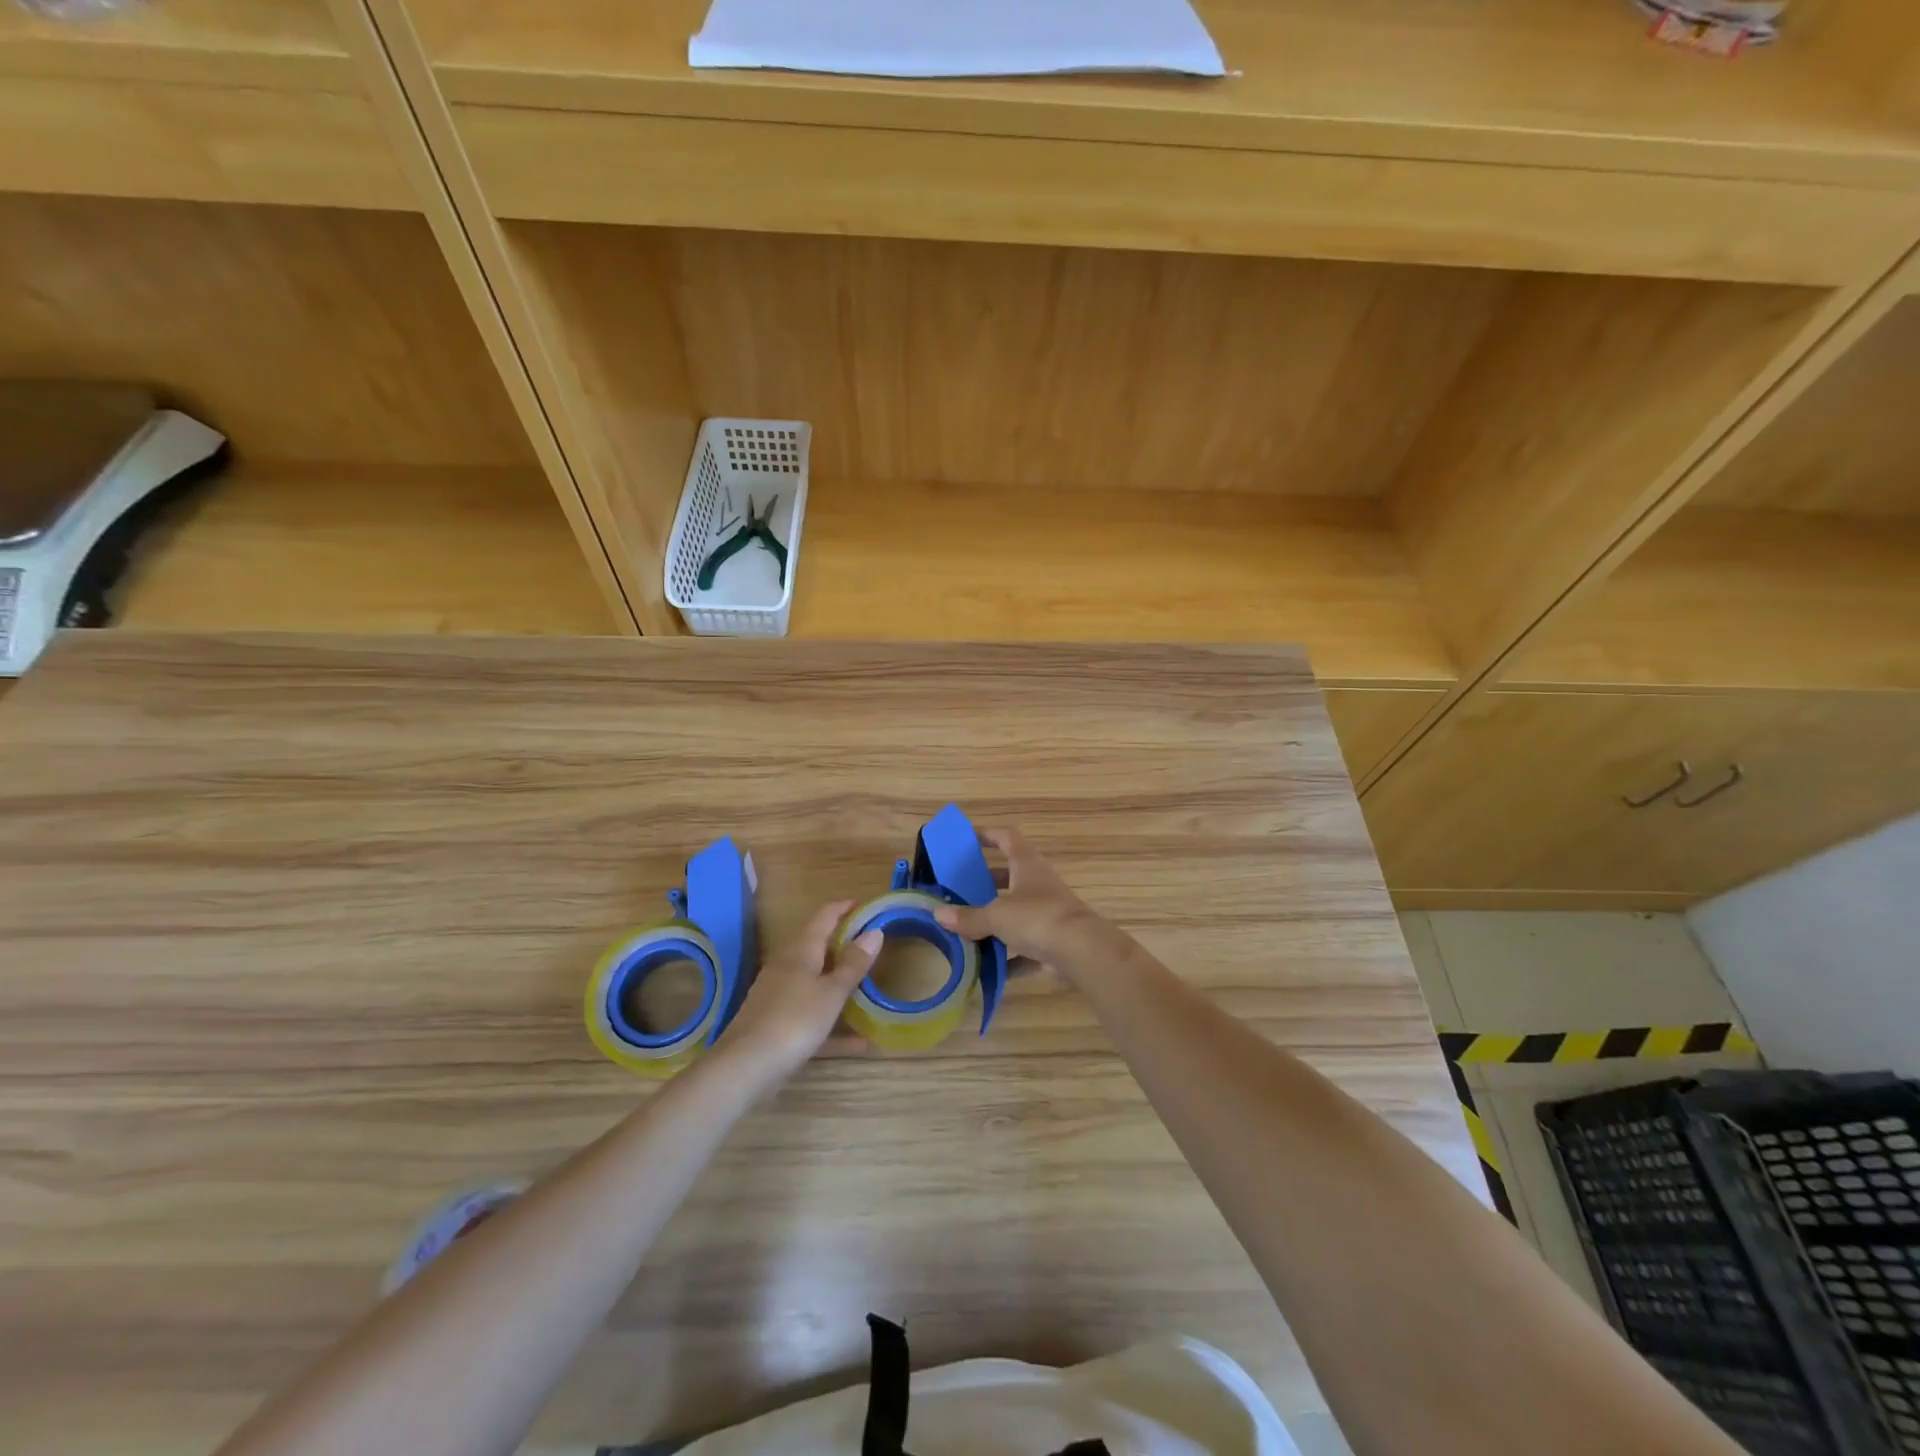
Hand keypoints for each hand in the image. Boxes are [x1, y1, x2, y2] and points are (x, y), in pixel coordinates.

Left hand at [721, 901, 881, 1083]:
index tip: (867, 906)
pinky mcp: (776, 1023)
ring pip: (814, 980)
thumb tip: (875, 931)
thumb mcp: (831, 992)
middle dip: (843, 943)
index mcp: (801, 950)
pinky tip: (859, 1042)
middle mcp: (787, 966)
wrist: (745, 1067)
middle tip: (872, 946)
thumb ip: (853, 964)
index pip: (824, 915)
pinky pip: (811, 1015)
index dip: (845, 907)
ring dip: (838, 981)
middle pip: (817, 946)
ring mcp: (778, 995)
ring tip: (867, 985)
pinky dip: (833, 1023)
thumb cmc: (794, 1020)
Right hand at [931, 828, 1115, 983]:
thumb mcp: (997, 915)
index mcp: (1026, 865)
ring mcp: (1047, 914)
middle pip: (1009, 877)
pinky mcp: (1052, 943)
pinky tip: (985, 970)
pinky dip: (1007, 957)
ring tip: (964, 930)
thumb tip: (938, 914)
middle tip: (958, 891)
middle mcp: (1038, 885)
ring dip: (994, 922)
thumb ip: (969, 917)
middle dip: (984, 884)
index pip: (1007, 838)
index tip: (966, 839)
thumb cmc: (1038, 918)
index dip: (987, 835)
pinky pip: (1024, 949)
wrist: (1083, 953)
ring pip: (1015, 913)